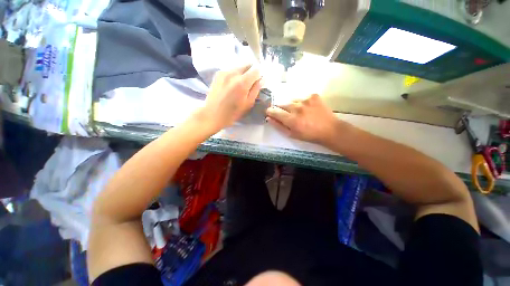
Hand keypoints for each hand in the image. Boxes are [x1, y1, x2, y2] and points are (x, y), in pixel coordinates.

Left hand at [193, 65, 261, 131]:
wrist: (212, 114)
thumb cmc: (232, 113)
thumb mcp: (248, 104)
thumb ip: (256, 90)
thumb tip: (262, 79)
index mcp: (243, 82)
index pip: (256, 69)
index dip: (259, 75)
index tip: (258, 82)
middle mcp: (233, 73)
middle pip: (248, 64)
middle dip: (252, 72)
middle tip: (250, 83)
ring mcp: (224, 72)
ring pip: (239, 67)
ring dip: (243, 73)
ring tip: (240, 85)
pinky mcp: (218, 74)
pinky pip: (231, 70)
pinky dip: (234, 75)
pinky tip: (231, 85)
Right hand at [266, 94, 345, 144]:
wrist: (329, 129)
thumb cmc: (309, 135)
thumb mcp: (292, 134)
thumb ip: (279, 126)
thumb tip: (268, 118)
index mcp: (291, 120)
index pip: (274, 111)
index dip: (270, 111)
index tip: (269, 112)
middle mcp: (297, 108)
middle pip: (282, 104)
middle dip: (281, 109)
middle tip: (287, 115)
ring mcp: (306, 100)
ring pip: (291, 100)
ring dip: (291, 105)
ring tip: (298, 112)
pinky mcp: (313, 95)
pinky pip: (301, 97)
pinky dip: (301, 102)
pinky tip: (307, 108)